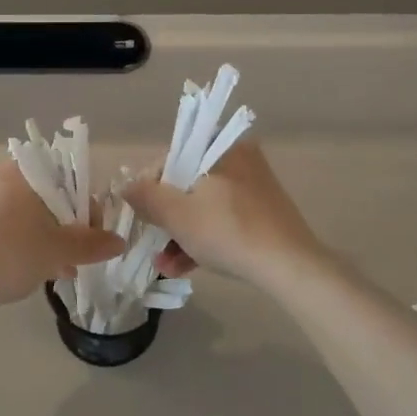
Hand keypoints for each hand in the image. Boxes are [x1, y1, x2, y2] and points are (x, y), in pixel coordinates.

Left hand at [0, 163, 123, 309]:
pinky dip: (23, 237)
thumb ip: (91, 244)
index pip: (67, 176)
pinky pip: (5, 219)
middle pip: (46, 193)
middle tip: (76, 254)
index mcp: (22, 170)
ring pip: (25, 209)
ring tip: (58, 268)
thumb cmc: (11, 255)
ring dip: (46, 234)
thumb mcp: (58, 251)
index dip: (86, 205)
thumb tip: (119, 242)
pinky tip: (33, 267)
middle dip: (66, 224)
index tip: (92, 233)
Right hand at [121, 142, 327, 289]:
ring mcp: (253, 188)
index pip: (171, 158)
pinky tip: (185, 268)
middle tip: (152, 244)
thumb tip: (126, 186)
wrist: (290, 267)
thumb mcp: (177, 214)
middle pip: (186, 185)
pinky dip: (203, 239)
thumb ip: (146, 196)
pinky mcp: (262, 213)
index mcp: (221, 147)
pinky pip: (223, 220)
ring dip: (180, 235)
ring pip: (204, 206)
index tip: (140, 215)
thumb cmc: (228, 231)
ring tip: (165, 266)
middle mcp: (239, 159)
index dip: (149, 187)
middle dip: (165, 219)